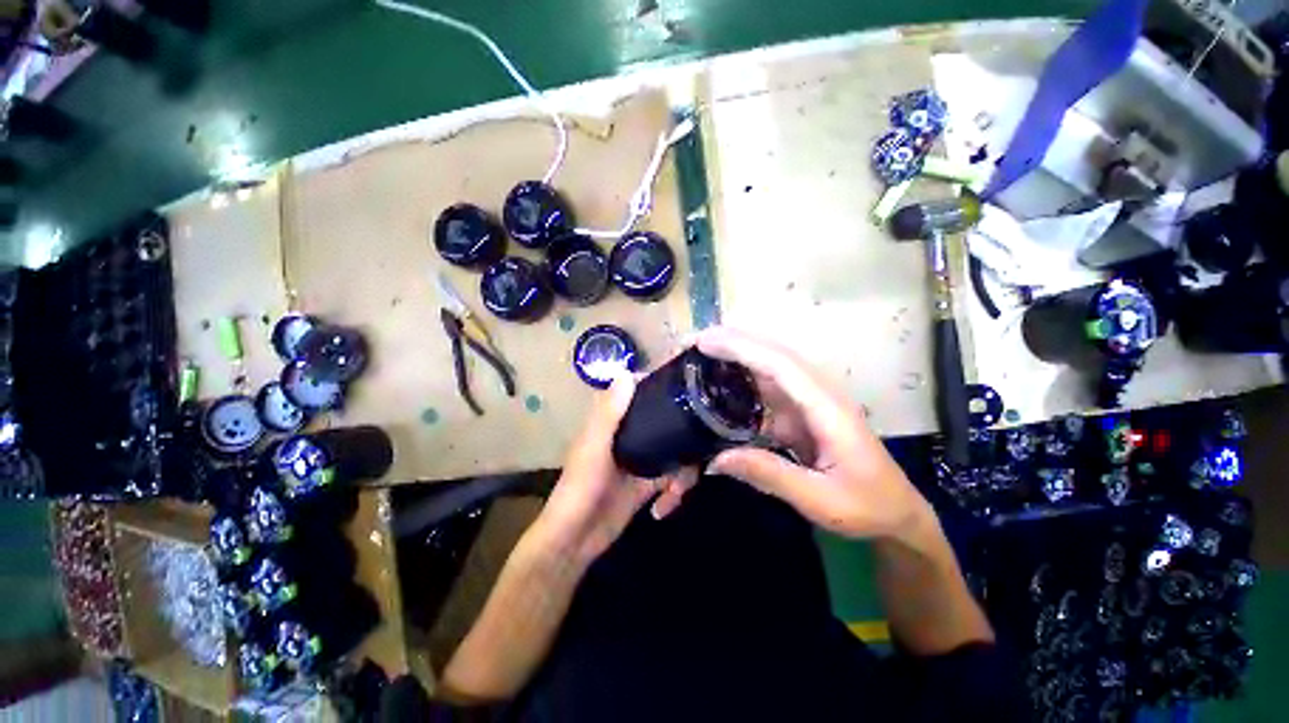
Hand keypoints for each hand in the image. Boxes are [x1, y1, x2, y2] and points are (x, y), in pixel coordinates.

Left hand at [536, 373, 695, 562]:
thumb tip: (627, 372)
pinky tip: (667, 505)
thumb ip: (610, 413)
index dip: (661, 385)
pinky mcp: (651, 482)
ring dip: (684, 471)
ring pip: (677, 449)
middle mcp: (632, 434)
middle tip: (700, 446)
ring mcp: (644, 458)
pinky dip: (677, 490)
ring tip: (678, 491)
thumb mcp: (594, 448)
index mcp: (614, 421)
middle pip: (667, 420)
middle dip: (685, 436)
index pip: (640, 392)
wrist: (577, 540)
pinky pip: (675, 477)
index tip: (687, 385)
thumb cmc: (580, 488)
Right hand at [699, 327, 934, 543]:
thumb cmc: (866, 506)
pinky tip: (722, 380)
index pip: (781, 366)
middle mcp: (818, 394)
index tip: (706, 342)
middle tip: (695, 340)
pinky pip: (769, 387)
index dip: (743, 349)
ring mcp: (810, 401)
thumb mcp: (819, 499)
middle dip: (735, 341)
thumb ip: (770, 475)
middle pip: (774, 355)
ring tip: (702, 352)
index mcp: (827, 408)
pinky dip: (744, 377)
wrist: (897, 513)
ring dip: (737, 354)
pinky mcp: (802, 412)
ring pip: (770, 366)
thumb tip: (717, 459)